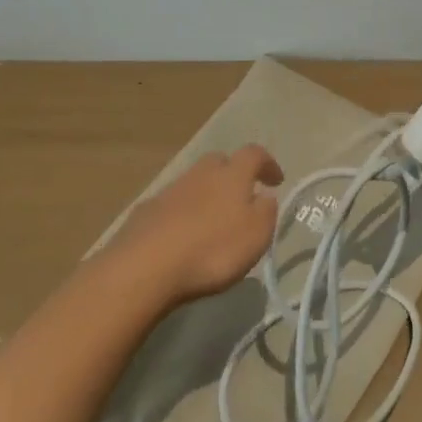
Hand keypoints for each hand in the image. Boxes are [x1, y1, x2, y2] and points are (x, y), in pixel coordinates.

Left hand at [106, 146, 283, 304]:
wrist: (145, 266)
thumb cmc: (212, 249)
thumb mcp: (256, 235)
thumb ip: (266, 212)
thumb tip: (264, 197)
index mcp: (232, 174)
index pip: (254, 154)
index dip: (268, 163)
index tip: (276, 180)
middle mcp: (200, 173)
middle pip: (219, 162)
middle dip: (232, 174)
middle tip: (241, 197)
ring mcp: (170, 190)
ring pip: (193, 182)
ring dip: (205, 195)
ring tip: (210, 222)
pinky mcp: (145, 212)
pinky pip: (170, 206)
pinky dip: (181, 215)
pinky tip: (181, 237)